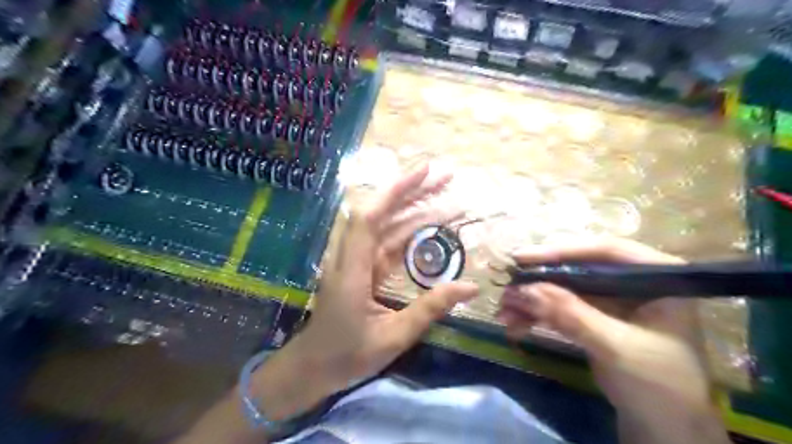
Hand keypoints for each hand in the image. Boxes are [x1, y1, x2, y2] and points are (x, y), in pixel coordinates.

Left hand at [249, 164, 478, 419]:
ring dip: (415, 211)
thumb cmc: (348, 355)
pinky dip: (410, 234)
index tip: (423, 173)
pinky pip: (388, 244)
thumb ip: (430, 308)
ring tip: (448, 201)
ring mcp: (356, 260)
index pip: (370, 217)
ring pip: (387, 226)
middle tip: (447, 178)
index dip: (395, 191)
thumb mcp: (394, 337)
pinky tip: (431, 229)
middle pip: (381, 213)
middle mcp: (351, 256)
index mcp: (352, 269)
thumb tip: (470, 286)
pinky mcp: (362, 268)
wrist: (313, 366)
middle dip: (413, 192)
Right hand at [496, 240, 724, 442]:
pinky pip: (561, 308)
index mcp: (656, 276)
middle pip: (578, 267)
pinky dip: (538, 315)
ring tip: (504, 311)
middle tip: (507, 286)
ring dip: (533, 299)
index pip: (605, 251)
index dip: (561, 251)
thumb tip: (524, 289)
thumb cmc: (659, 385)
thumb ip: (571, 315)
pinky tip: (515, 325)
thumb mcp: (616, 346)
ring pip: (564, 288)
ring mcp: (611, 299)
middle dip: (539, 279)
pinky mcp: (594, 317)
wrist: (666, 430)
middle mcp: (632, 281)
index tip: (522, 258)